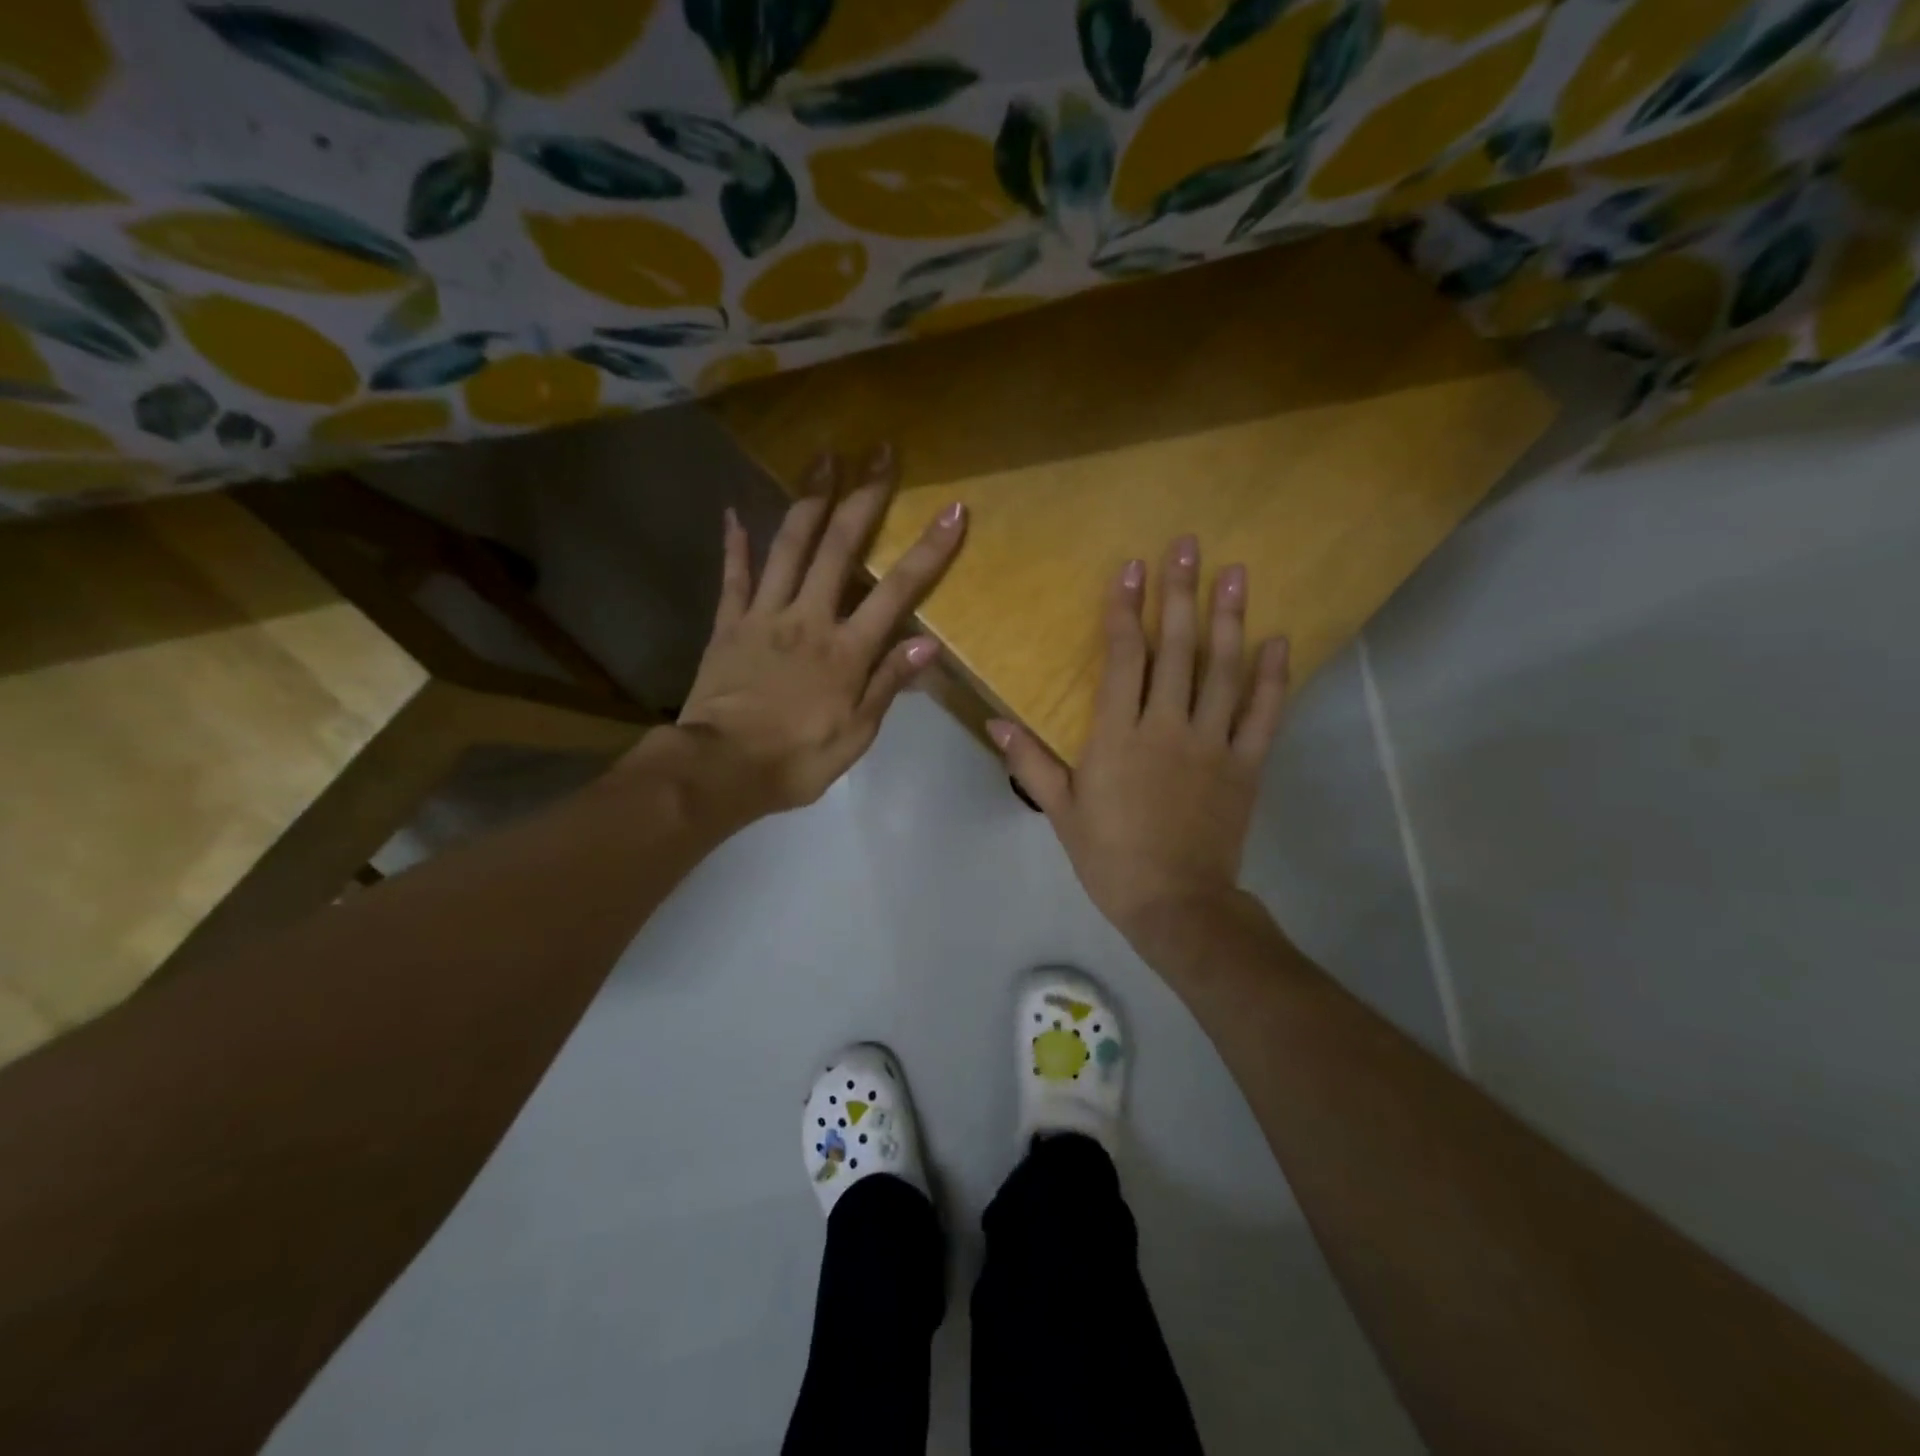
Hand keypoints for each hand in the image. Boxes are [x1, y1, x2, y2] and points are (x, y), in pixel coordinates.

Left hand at [657, 443, 964, 819]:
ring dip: (808, 499)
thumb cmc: (796, 759)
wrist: (720, 769)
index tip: (953, 509)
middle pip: (840, 547)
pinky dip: (734, 545)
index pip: (898, 591)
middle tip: (879, 450)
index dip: (929, 550)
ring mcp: (764, 616)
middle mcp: (809, 618)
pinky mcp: (728, 625)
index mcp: (846, 649)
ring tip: (822, 457)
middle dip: (864, 496)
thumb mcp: (856, 734)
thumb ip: (888, 684)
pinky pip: (733, 578)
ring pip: (788, 545)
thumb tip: (929, 644)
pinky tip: (733, 513)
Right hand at [988, 536, 1288, 957]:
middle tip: (1189, 545)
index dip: (1126, 610)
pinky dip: (1273, 677)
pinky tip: (1279, 640)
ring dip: (1230, 619)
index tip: (1132, 568)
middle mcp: (1168, 727)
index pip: (1123, 658)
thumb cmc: (1110, 856)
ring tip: (1237, 573)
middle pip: (1177, 650)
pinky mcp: (1246, 765)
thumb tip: (994, 722)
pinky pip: (1264, 714)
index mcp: (1118, 736)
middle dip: (1181, 593)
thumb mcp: (1061, 811)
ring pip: (1224, 671)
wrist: (1175, 903)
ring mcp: (1213, 743)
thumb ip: (1030, 762)